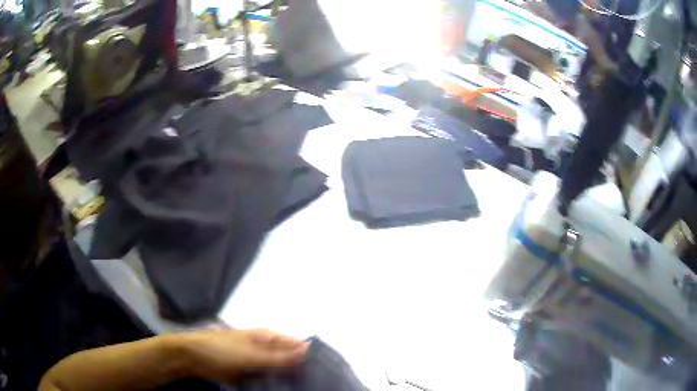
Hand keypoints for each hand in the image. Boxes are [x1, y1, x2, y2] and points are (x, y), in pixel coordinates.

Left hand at [180, 329, 308, 382]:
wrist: (192, 358)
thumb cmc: (220, 349)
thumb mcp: (250, 354)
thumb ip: (277, 357)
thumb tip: (307, 352)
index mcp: (267, 337)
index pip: (296, 345)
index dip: (310, 357)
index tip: (326, 371)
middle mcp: (265, 349)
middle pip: (290, 360)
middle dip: (301, 372)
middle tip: (317, 386)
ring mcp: (257, 363)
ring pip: (279, 373)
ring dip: (289, 381)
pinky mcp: (250, 375)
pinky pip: (267, 381)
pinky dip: (275, 387)